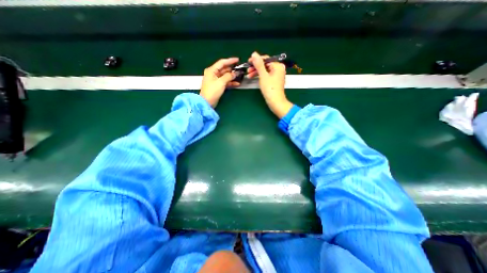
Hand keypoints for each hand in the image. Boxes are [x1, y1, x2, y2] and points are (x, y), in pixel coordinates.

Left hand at [200, 58, 238, 106]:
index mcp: (212, 70)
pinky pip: (225, 82)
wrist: (207, 102)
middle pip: (224, 69)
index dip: (230, 60)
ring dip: (232, 76)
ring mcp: (215, 80)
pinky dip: (230, 82)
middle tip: (240, 69)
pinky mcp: (217, 86)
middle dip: (232, 69)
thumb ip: (228, 76)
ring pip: (225, 76)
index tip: (238, 60)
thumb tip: (235, 73)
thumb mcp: (221, 82)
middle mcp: (213, 73)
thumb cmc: (212, 91)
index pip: (222, 62)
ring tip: (240, 76)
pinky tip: (237, 83)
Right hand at [249, 52, 290, 117]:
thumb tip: (254, 54)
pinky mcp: (274, 81)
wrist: (275, 102)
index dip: (256, 60)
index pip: (266, 59)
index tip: (248, 62)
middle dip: (256, 67)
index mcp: (278, 66)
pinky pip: (266, 75)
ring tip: (249, 75)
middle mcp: (278, 69)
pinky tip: (254, 78)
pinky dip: (260, 76)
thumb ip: (259, 64)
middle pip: (265, 65)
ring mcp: (276, 75)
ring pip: (265, 70)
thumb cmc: (270, 89)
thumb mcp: (263, 75)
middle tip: (248, 70)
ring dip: (256, 72)